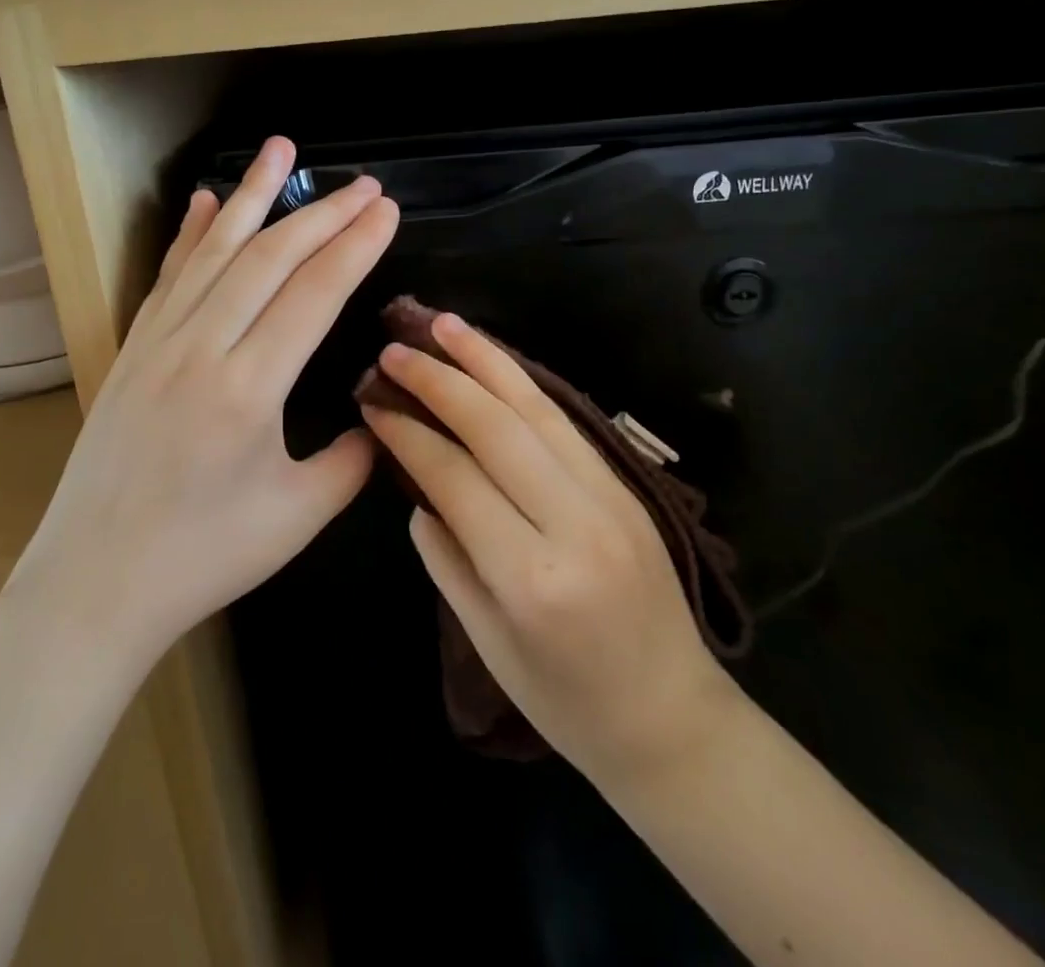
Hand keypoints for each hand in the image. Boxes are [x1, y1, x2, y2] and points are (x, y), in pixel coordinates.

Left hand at [1, 136, 398, 670]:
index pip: (313, 294)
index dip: (355, 246)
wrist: (93, 585)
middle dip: (323, 214)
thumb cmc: (203, 558)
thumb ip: (353, 459)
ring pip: (214, 251)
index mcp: (248, 390)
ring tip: (281, 149)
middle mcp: (201, 349)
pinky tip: (204, 200)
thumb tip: (380, 413)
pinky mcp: (132, 350)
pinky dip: (191, 234)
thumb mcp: (298, 516)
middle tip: (364, 183)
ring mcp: (158, 343)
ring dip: (251, 196)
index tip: (386, 210)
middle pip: (270, 258)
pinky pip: (168, 277)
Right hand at [362, 314, 734, 783]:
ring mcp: (610, 497)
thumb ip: (445, 557)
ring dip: (486, 360)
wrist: (673, 719)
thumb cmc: (566, 702)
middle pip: (497, 428)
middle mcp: (575, 522)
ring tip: (445, 324)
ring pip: (537, 409)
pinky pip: (566, 422)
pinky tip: (495, 362)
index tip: (372, 401)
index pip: (455, 477)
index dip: (408, 433)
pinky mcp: (629, 486)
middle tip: (395, 349)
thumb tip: (419, 489)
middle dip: (440, 380)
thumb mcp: (486, 642)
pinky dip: (524, 385)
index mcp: (530, 575)